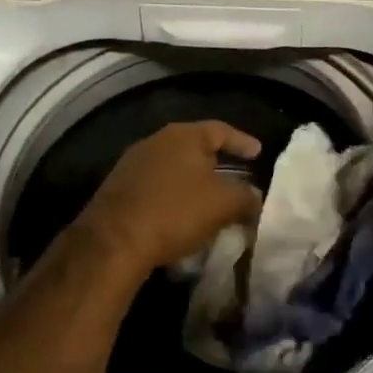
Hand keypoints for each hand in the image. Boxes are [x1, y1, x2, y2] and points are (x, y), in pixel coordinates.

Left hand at [77, 121, 263, 276]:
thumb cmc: (175, 212)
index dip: (242, 141)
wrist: (114, 241)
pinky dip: (173, 194)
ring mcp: (133, 163)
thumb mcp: (223, 205)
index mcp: (183, 136)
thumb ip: (246, 197)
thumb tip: (255, 198)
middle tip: (235, 175)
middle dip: (216, 161)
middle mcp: (156, 141)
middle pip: (194, 147)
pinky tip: (181, 212)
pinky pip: (156, 185)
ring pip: (174, 167)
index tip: (258, 152)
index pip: (220, 130)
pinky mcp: (118, 188)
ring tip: (210, 198)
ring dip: (193, 181)